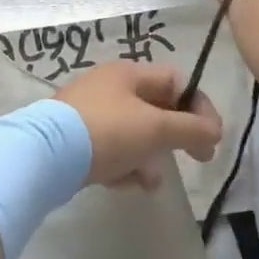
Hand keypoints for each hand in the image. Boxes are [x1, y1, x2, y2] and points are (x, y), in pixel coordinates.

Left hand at [56, 62, 222, 191]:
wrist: (44, 156)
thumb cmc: (106, 132)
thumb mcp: (155, 128)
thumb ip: (191, 129)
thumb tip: (214, 131)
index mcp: (128, 73)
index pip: (177, 81)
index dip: (199, 107)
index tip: (211, 138)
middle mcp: (109, 88)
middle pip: (157, 109)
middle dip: (175, 137)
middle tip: (197, 159)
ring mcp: (90, 114)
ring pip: (135, 134)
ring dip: (149, 158)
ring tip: (149, 181)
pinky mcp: (76, 141)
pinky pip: (112, 152)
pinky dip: (123, 167)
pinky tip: (123, 185)